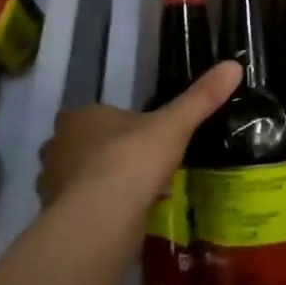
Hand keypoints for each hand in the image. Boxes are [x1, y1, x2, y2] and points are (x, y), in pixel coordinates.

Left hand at [37, 61, 241, 211]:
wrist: (100, 218)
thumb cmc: (132, 160)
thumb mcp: (174, 125)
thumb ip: (201, 98)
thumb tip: (234, 65)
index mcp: (80, 117)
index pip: (97, 114)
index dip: (119, 125)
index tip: (144, 138)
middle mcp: (57, 146)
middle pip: (84, 146)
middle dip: (108, 155)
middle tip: (142, 167)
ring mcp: (51, 183)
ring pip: (81, 178)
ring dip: (102, 185)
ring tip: (136, 196)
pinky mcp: (55, 216)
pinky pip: (82, 208)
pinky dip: (99, 211)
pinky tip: (124, 220)